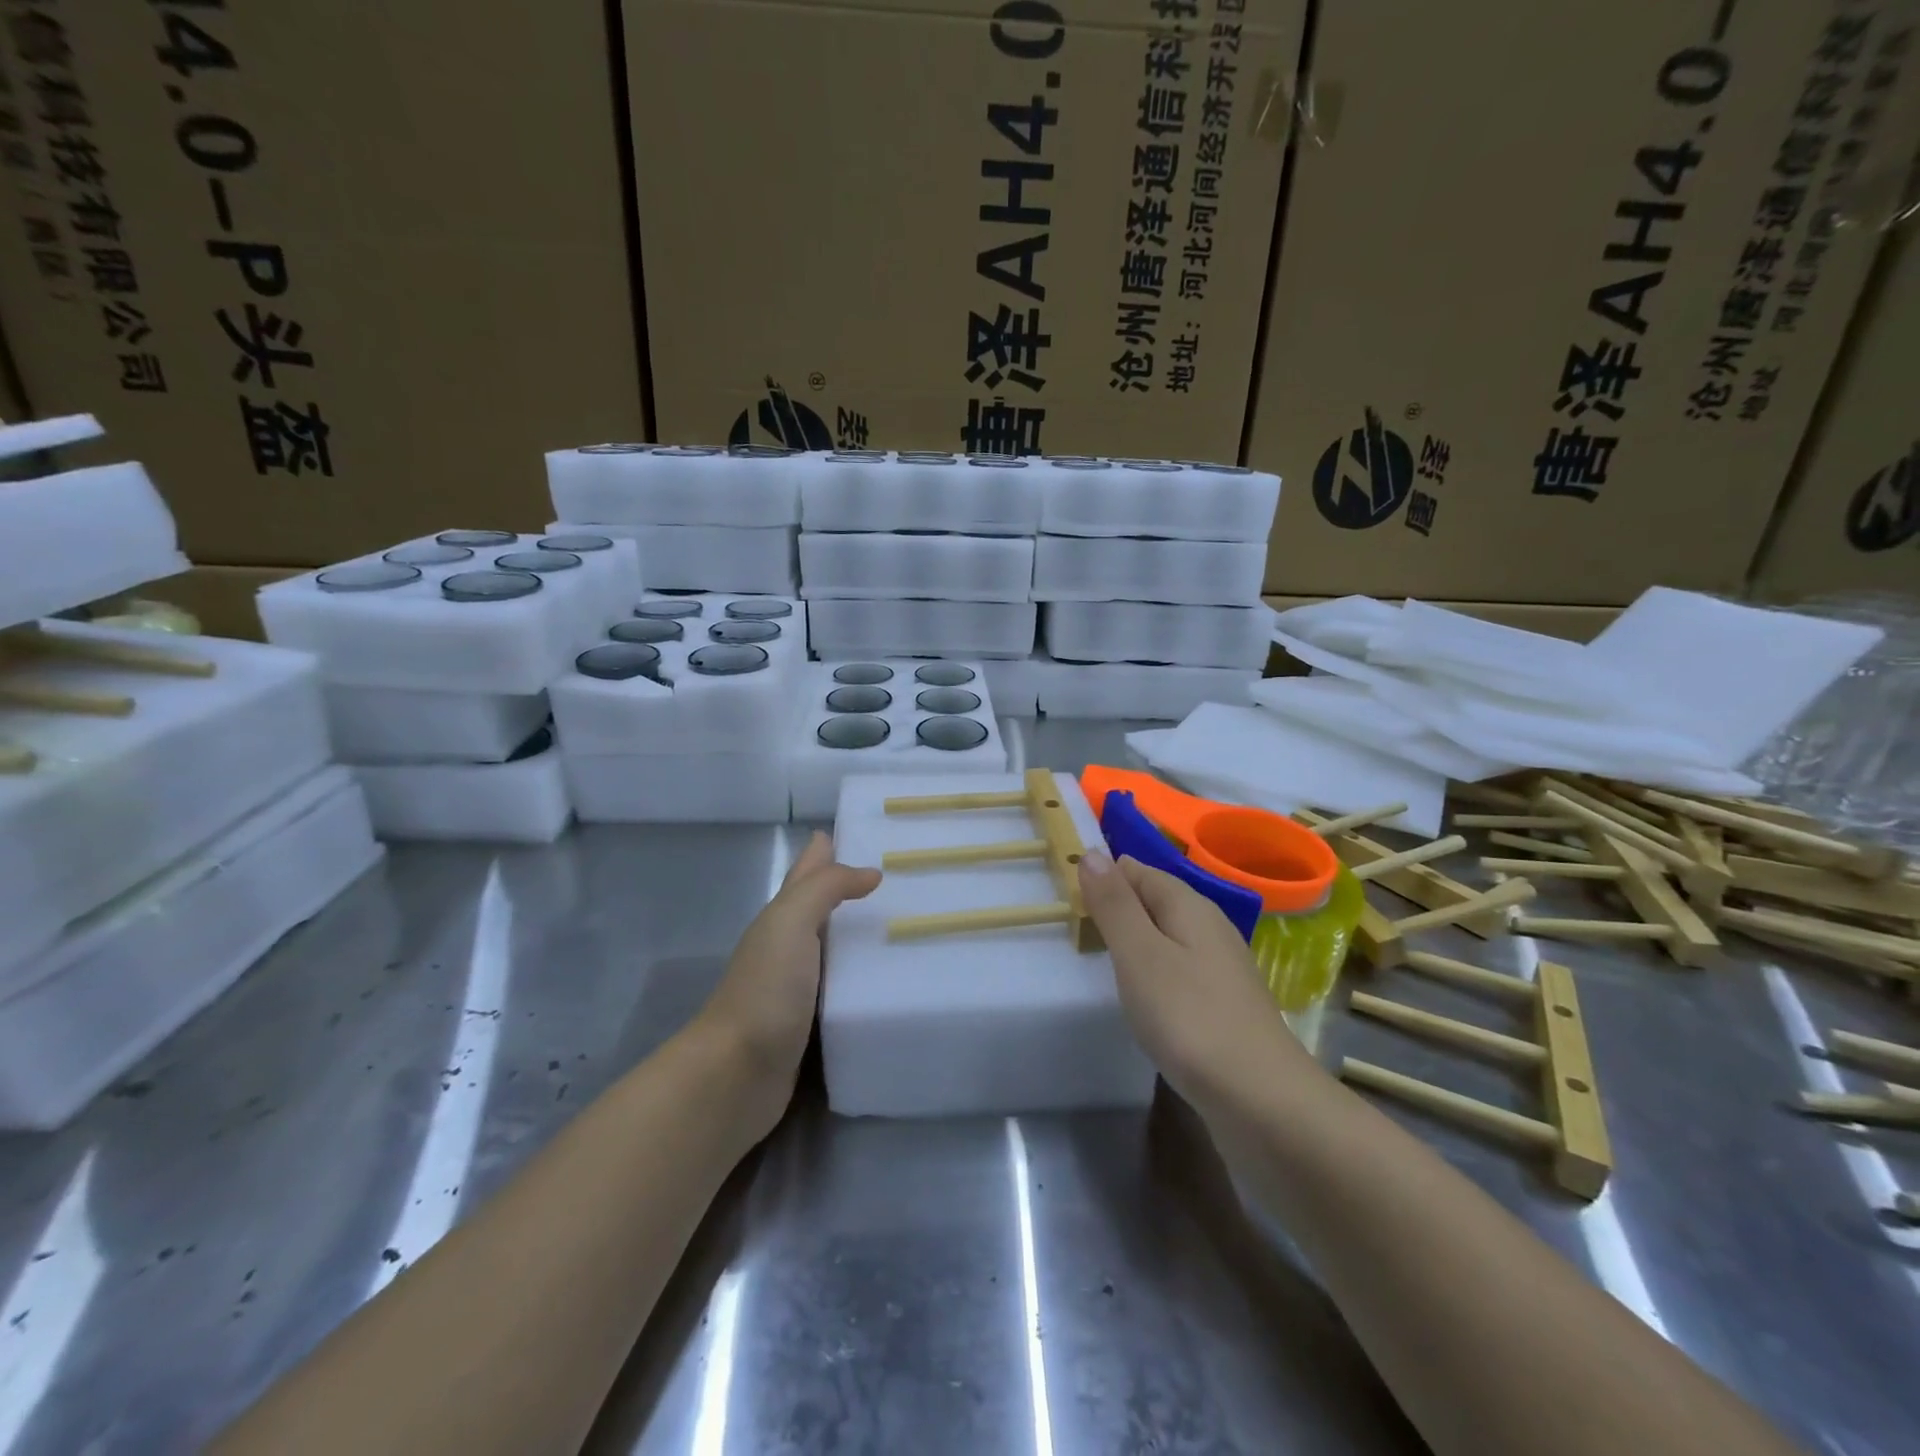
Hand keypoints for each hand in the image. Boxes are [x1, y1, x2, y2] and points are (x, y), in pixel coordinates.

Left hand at [698, 831, 880, 1107]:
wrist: (736, 1075)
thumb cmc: (765, 990)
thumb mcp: (790, 922)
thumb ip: (826, 888)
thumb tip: (870, 872)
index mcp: (782, 918)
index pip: (809, 872)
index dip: (829, 850)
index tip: (869, 832)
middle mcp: (790, 947)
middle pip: (824, 908)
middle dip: (853, 889)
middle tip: (906, 879)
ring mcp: (801, 987)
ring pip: (837, 949)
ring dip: (864, 935)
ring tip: (911, 925)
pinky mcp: (814, 1024)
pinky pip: (846, 989)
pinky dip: (865, 979)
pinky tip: (894, 980)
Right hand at [1077, 849, 1312, 1106]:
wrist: (1262, 1102)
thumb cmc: (1189, 1018)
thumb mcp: (1140, 955)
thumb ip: (1115, 904)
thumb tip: (1093, 852)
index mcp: (1190, 906)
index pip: (1140, 870)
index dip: (1105, 876)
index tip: (1069, 895)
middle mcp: (1211, 928)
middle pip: (1156, 901)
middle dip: (1119, 907)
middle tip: (1076, 927)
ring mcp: (1222, 969)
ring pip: (1168, 938)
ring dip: (1136, 942)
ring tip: (1100, 959)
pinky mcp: (1224, 1006)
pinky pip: (1179, 971)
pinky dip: (1154, 974)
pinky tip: (1142, 998)